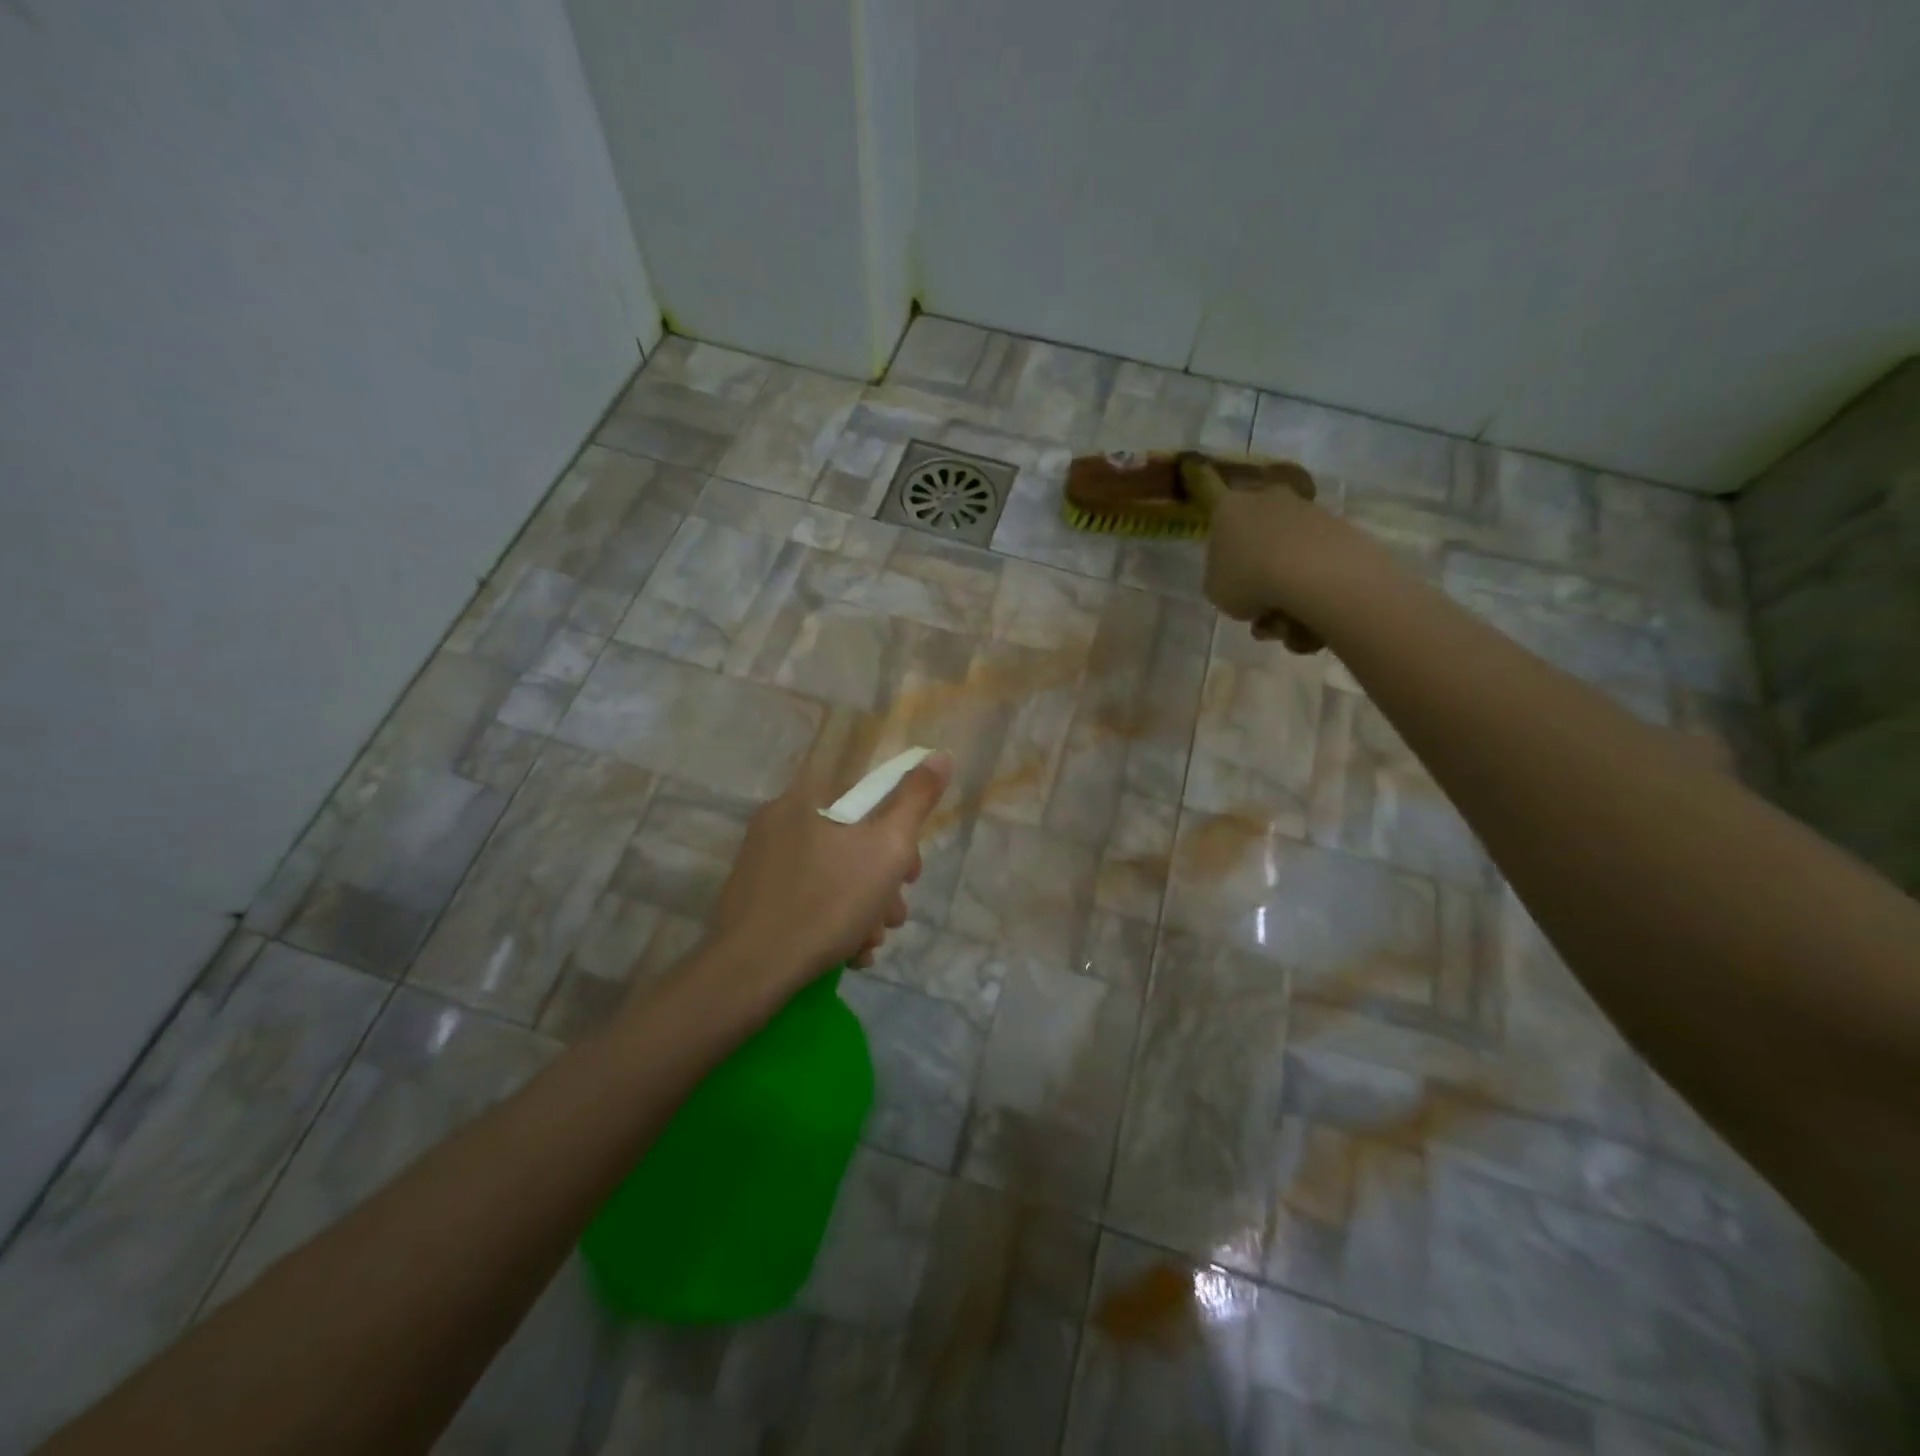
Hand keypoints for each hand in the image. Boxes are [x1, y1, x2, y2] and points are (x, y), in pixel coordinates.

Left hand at [700, 752, 954, 1002]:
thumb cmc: (829, 901)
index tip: (910, 875)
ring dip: (862, 909)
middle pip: (852, 842)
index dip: (901, 836)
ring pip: (832, 876)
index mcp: (808, 798)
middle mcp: (780, 820)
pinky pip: (807, 898)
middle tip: (891, 916)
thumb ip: (916, 800)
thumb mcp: (888, 848)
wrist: (752, 969)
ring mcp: (762, 861)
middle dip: (883, 884)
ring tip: (868, 943)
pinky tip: (848, 953)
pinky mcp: (754, 898)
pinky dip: (832, 921)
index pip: (869, 800)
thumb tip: (939, 754)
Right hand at [1203, 484, 1336, 653]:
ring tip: (1284, 622)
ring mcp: (1306, 511)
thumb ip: (1221, 578)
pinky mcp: (1338, 528)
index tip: (1196, 465)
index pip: (1210, 489)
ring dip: (1283, 583)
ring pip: (1286, 550)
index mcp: (1228, 509)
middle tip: (1254, 601)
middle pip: (1254, 527)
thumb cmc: (1249, 580)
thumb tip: (1238, 576)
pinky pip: (1314, 561)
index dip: (1202, 480)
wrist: (1316, 576)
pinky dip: (1310, 586)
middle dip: (1254, 562)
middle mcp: (1267, 500)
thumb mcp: (1216, 591)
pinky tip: (1309, 614)